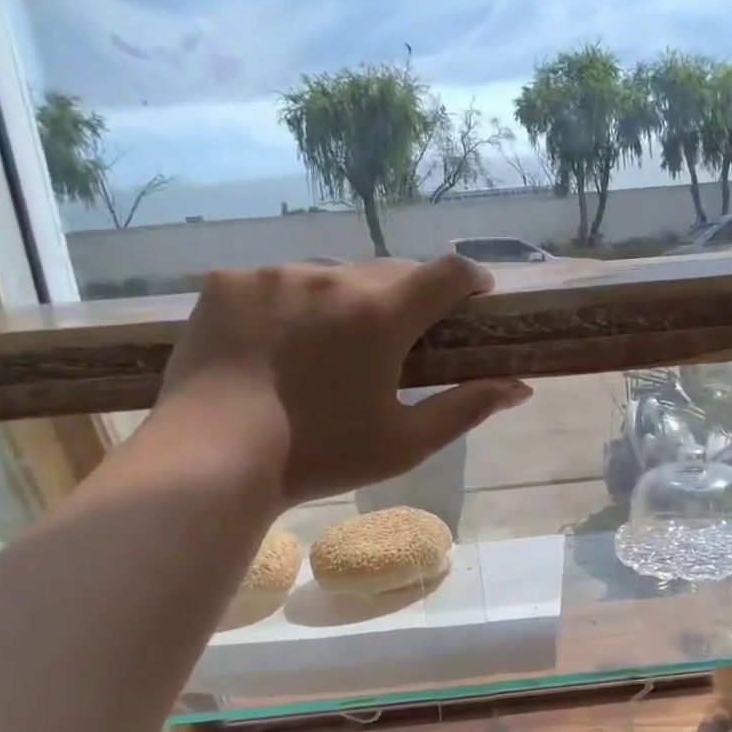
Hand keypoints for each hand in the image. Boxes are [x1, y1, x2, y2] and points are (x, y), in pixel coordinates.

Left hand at [159, 257, 532, 506]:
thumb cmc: (319, 456)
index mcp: (381, 315)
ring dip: (345, 300)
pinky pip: (276, 282)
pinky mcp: (228, 282)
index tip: (474, 299)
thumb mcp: (404, 443)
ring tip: (329, 346)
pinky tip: (276, 344)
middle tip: (398, 339)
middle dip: (406, 298)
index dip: (471, 281)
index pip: (448, 272)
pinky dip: (289, 305)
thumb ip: (466, 408)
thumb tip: (520, 388)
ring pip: (331, 275)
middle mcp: (332, 279)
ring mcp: (274, 275)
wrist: (211, 460)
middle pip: (390, 271)